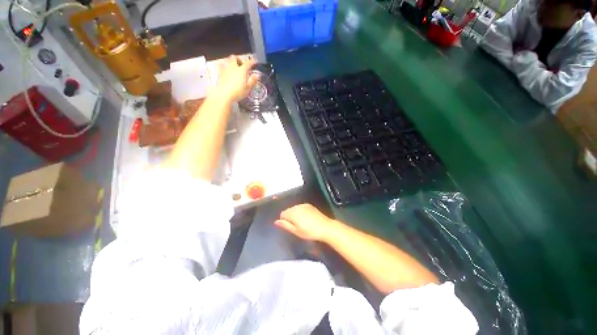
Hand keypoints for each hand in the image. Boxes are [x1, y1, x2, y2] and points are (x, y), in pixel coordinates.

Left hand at [215, 55, 258, 101]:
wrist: (224, 94)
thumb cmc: (238, 92)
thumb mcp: (248, 88)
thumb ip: (253, 80)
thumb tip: (257, 75)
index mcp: (242, 70)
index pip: (248, 63)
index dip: (252, 61)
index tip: (255, 61)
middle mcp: (233, 67)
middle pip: (235, 58)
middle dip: (239, 59)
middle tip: (242, 64)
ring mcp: (226, 69)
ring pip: (228, 60)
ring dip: (232, 61)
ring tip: (234, 67)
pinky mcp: (220, 73)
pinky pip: (222, 65)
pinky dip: (225, 66)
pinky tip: (227, 70)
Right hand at [275, 204, 337, 241]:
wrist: (325, 227)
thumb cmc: (309, 232)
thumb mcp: (296, 231)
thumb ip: (285, 225)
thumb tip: (276, 221)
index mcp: (293, 213)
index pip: (282, 214)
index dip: (284, 221)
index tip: (290, 227)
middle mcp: (297, 206)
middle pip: (288, 210)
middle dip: (289, 217)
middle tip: (296, 226)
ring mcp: (303, 205)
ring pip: (294, 208)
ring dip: (295, 214)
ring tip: (301, 222)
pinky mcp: (309, 205)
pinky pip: (300, 207)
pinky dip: (300, 211)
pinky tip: (306, 218)